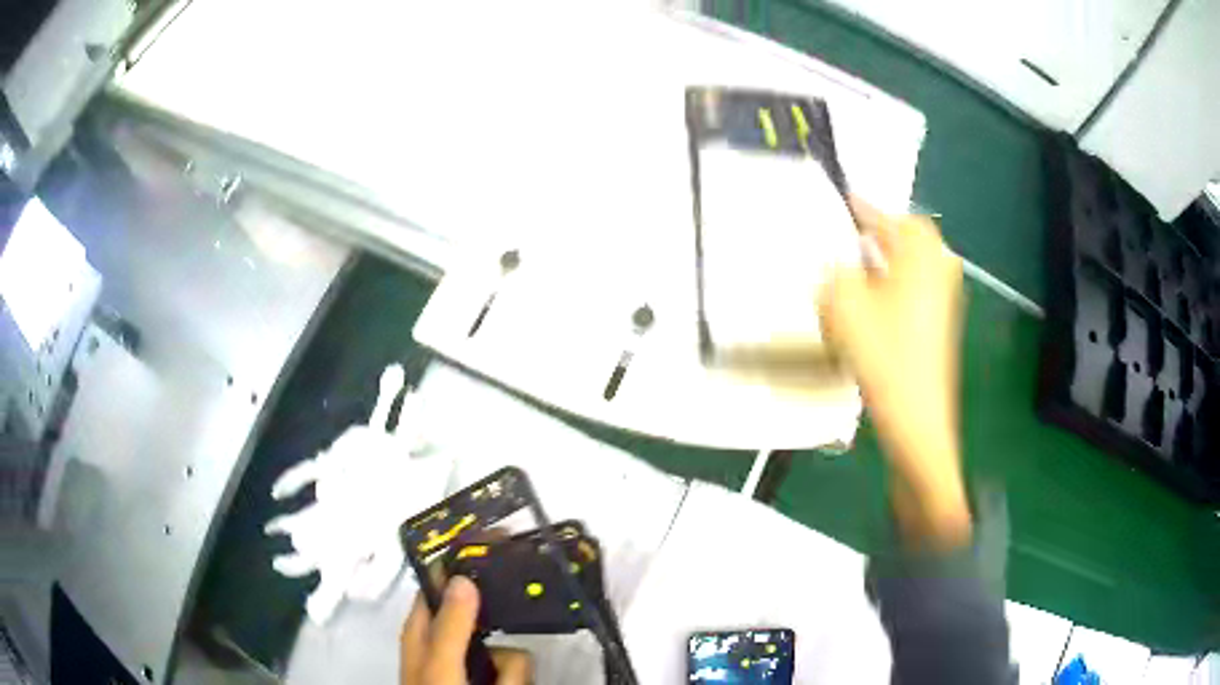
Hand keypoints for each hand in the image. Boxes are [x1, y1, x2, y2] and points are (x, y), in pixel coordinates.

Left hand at [400, 577, 532, 684]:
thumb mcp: (440, 661)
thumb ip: (450, 623)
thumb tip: (461, 578)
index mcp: (422, 631)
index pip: (439, 584)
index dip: (460, 567)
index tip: (491, 549)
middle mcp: (447, 645)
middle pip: (486, 621)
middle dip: (501, 640)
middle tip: (500, 658)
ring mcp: (471, 666)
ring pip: (507, 651)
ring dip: (510, 671)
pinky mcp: (492, 681)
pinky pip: (516, 670)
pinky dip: (514, 680)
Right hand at [822, 200, 969, 547]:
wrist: (917, 418)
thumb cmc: (884, 355)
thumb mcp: (844, 305)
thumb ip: (834, 271)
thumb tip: (838, 262)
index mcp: (920, 254)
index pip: (890, 217)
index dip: (863, 208)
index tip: (841, 201)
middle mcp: (939, 268)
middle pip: (908, 237)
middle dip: (879, 232)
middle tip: (849, 236)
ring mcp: (944, 298)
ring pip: (912, 264)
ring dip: (886, 260)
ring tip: (856, 269)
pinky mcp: (940, 324)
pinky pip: (915, 288)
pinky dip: (895, 285)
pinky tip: (872, 305)